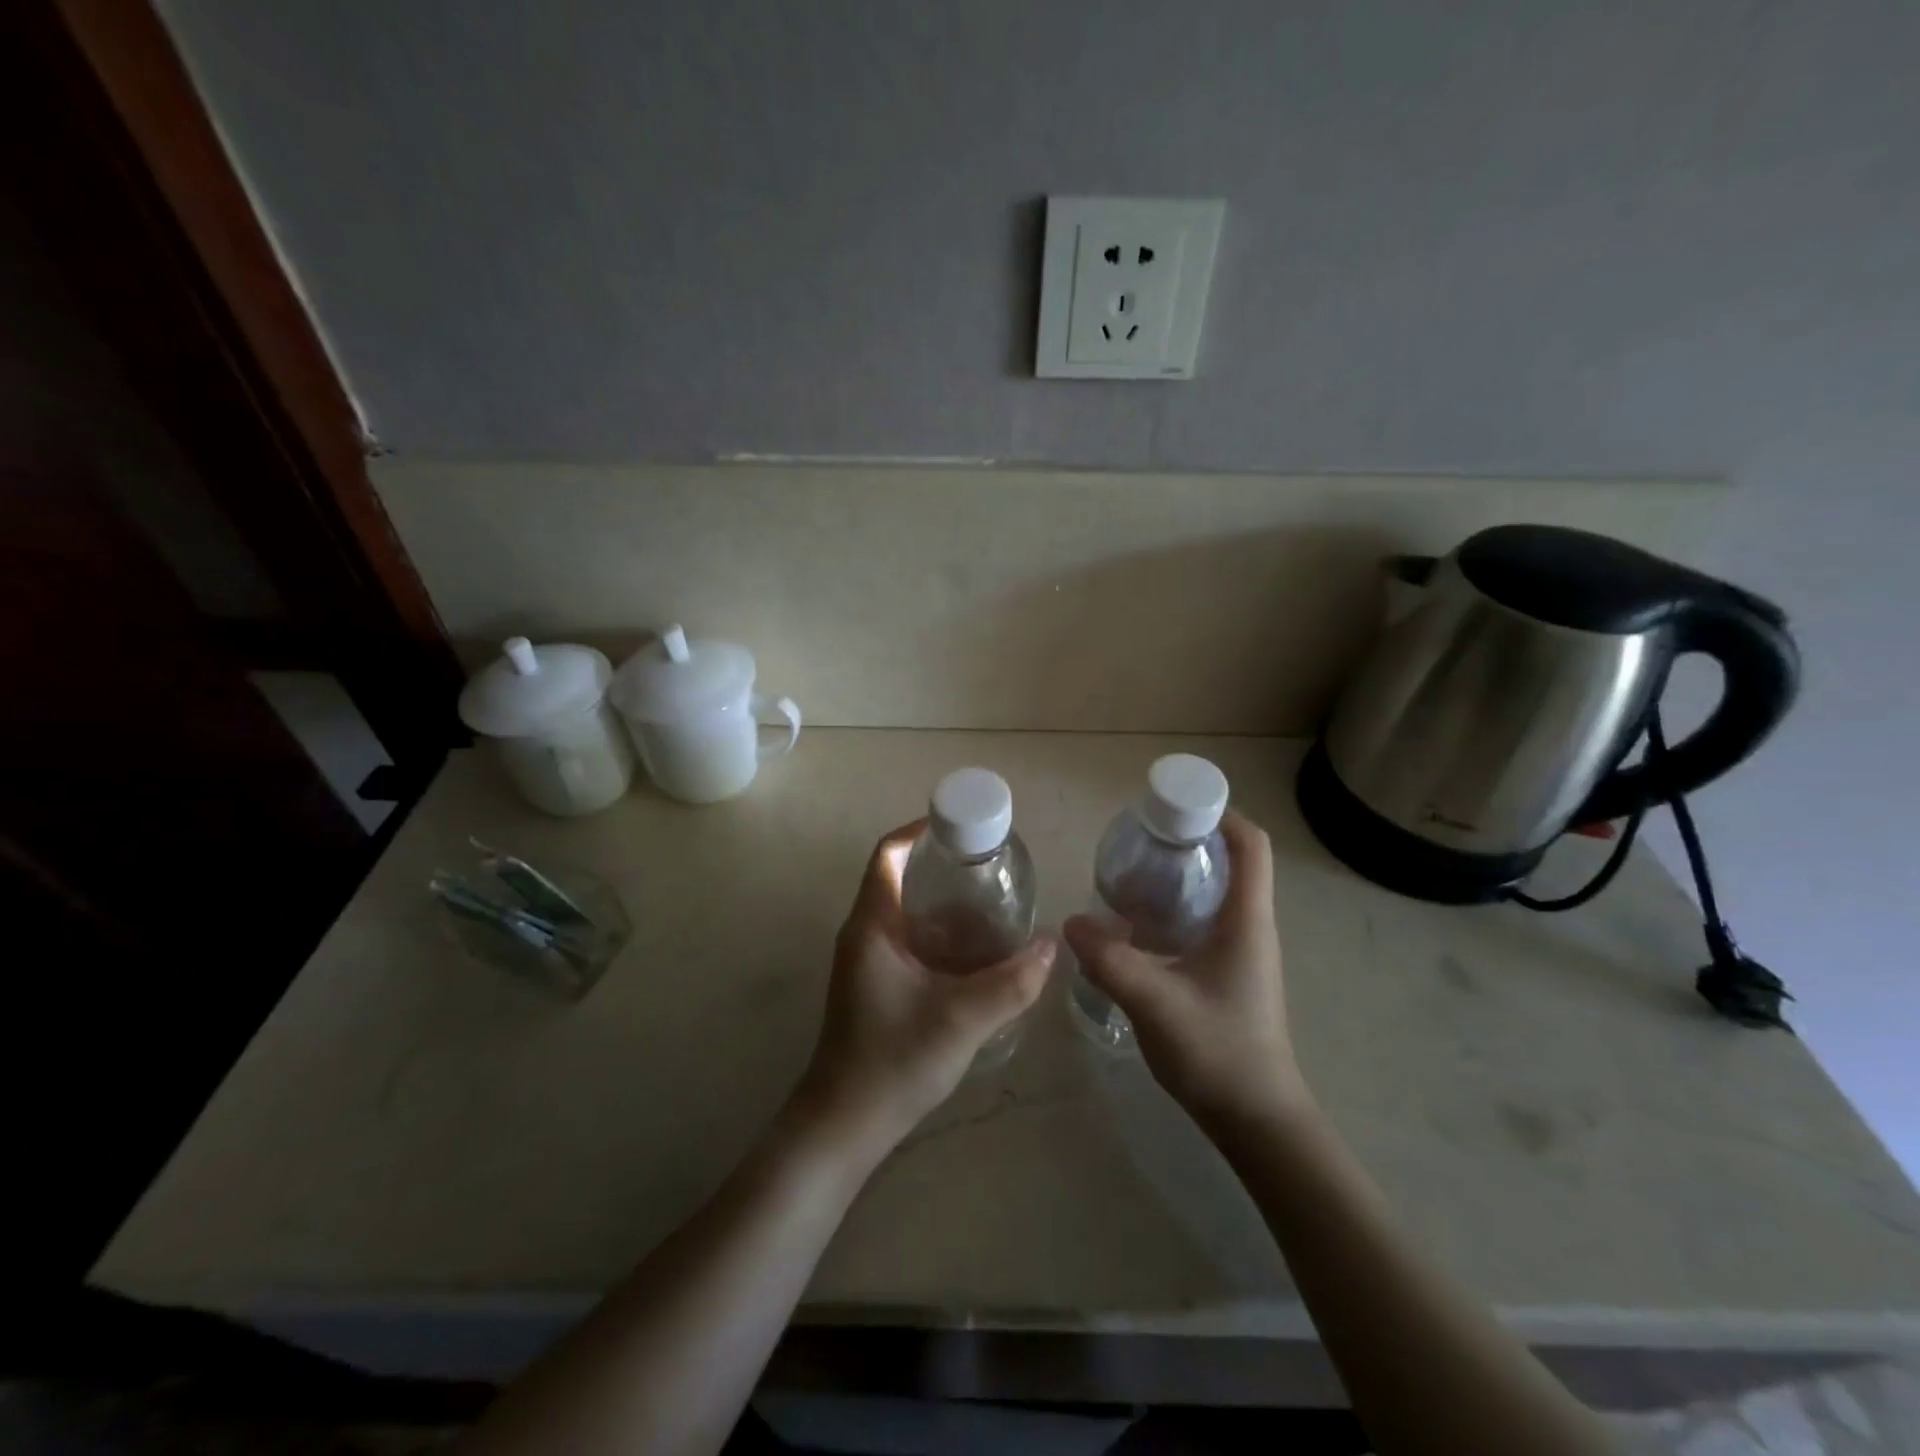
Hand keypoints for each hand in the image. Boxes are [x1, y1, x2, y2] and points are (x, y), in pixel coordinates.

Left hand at [794, 821, 1054, 1154]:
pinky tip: (975, 952)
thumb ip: (1012, 983)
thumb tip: (1051, 944)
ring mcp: (866, 960)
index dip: (920, 830)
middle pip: (899, 877)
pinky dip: (938, 933)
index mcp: (872, 925)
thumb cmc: (894, 1061)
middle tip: (991, 867)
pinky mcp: (874, 983)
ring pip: (906, 911)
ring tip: (992, 903)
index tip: (963, 826)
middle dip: (943, 866)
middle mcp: (863, 933)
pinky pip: (907, 939)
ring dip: (943, 902)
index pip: (888, 854)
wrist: (845, 1124)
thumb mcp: (962, 1020)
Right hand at [1064, 812, 1310, 1133]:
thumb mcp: (1156, 1003)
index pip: (1250, 846)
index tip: (1172, 805)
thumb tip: (1071, 922)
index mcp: (1247, 921)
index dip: (1220, 813)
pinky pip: (1202, 921)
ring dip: (1179, 874)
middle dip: (1188, 838)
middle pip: (1231, 861)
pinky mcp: (1227, 973)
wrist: (1256, 1119)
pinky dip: (1173, 907)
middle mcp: (1250, 927)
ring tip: (1130, 871)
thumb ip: (1110, 960)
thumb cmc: (1219, 1054)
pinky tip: (1135, 923)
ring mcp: (1241, 952)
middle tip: (1138, 836)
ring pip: (1214, 892)